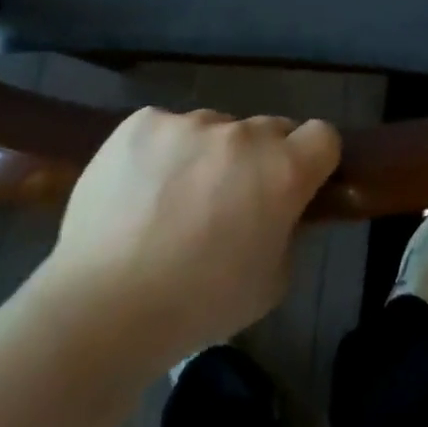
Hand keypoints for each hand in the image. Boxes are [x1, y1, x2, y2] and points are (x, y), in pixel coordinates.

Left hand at [38, 108, 341, 365]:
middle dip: (261, 159)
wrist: (104, 306)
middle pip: (269, 129)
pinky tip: (141, 191)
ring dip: (209, 154)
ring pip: (215, 128)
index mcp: (283, 170)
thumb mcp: (271, 283)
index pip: (323, 136)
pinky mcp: (143, 121)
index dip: (315, 159)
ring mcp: (190, 122)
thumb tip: (278, 211)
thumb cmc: (199, 305)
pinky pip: (167, 128)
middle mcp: (242, 134)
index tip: (299, 184)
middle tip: (232, 202)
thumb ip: (286, 232)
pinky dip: (163, 152)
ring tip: (174, 201)